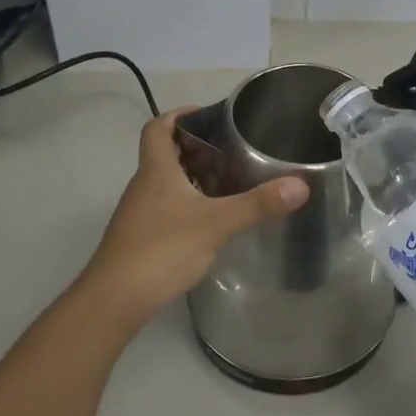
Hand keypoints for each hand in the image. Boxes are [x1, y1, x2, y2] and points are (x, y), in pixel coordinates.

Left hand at [73, 109, 307, 335]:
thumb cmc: (162, 249)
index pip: (158, 127)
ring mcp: (140, 214)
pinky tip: (211, 221)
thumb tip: (301, 185)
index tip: (208, 116)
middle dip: (197, 149)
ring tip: (229, 183)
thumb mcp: (216, 224)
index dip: (179, 115)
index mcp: (156, 170)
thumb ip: (257, 204)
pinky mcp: (141, 238)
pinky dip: (189, 205)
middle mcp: (144, 186)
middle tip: (232, 152)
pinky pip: (167, 208)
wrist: (114, 301)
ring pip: (167, 183)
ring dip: (194, 178)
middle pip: (166, 154)